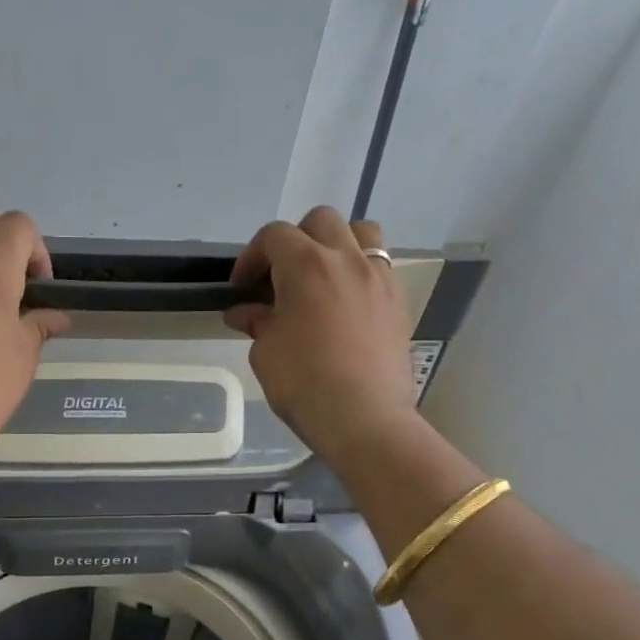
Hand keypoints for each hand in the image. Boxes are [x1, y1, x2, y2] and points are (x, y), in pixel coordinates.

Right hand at [225, 207, 416, 464]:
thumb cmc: (304, 383)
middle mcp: (346, 259)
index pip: (274, 236)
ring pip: (361, 233)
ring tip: (323, 277)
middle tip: (280, 276)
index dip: (252, 256)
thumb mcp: (266, 352)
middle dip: (295, 240)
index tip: (242, 286)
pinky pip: (380, 267)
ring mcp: (378, 277)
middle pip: (320, 221)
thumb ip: (258, 322)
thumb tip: (244, 312)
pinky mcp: (398, 301)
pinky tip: (347, 304)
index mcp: (306, 265)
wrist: (364, 418)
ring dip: (337, 245)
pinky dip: (360, 272)